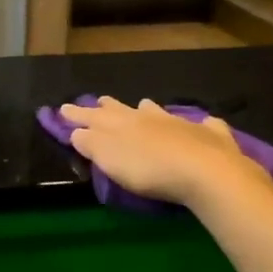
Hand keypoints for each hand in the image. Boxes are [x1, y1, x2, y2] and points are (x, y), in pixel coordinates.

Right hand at [56, 97, 260, 207]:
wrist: (204, 170)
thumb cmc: (148, 169)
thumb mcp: (109, 159)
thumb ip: (91, 144)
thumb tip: (77, 131)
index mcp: (122, 124)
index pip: (93, 116)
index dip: (77, 114)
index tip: (63, 108)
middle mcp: (149, 117)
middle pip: (124, 109)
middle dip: (109, 106)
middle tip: (100, 101)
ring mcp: (181, 123)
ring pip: (160, 112)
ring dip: (150, 109)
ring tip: (145, 105)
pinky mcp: (210, 136)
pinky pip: (205, 125)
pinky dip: (201, 125)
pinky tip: (205, 124)